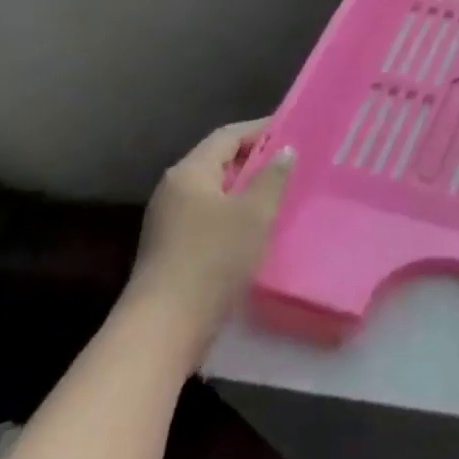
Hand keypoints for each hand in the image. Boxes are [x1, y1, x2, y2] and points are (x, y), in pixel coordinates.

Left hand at [124, 118, 294, 372]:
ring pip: (215, 192)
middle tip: (293, 163)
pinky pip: (209, 216)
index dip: (261, 130)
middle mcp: (174, 189)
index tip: (294, 130)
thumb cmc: (213, 259)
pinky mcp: (172, 248)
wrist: (164, 328)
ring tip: (281, 194)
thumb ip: (273, 177)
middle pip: (219, 161)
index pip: (228, 136)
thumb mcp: (255, 214)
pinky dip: (234, 213)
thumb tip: (285, 150)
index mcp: (190, 172)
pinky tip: (257, 228)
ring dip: (246, 189)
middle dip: (255, 160)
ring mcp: (169, 221)